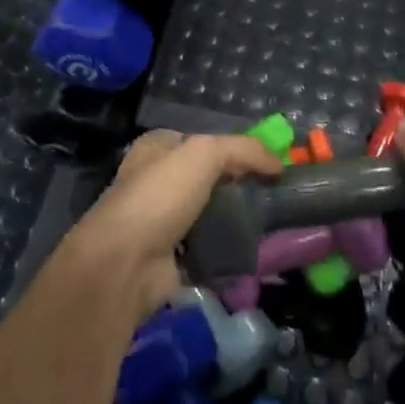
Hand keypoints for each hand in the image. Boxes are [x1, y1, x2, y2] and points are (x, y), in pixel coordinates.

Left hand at [63, 130, 282, 327]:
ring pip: (208, 215)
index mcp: (157, 148)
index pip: (201, 141)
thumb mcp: (205, 153)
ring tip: (271, 224)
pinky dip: (226, 251)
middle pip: (207, 179)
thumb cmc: (161, 194)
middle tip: (273, 196)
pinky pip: (207, 248)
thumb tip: (278, 163)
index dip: (234, 149)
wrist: (126, 262)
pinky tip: (253, 251)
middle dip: (237, 187)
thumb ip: (243, 150)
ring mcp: (161, 221)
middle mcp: (156, 180)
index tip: (267, 164)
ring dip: (234, 221)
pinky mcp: (169, 257)